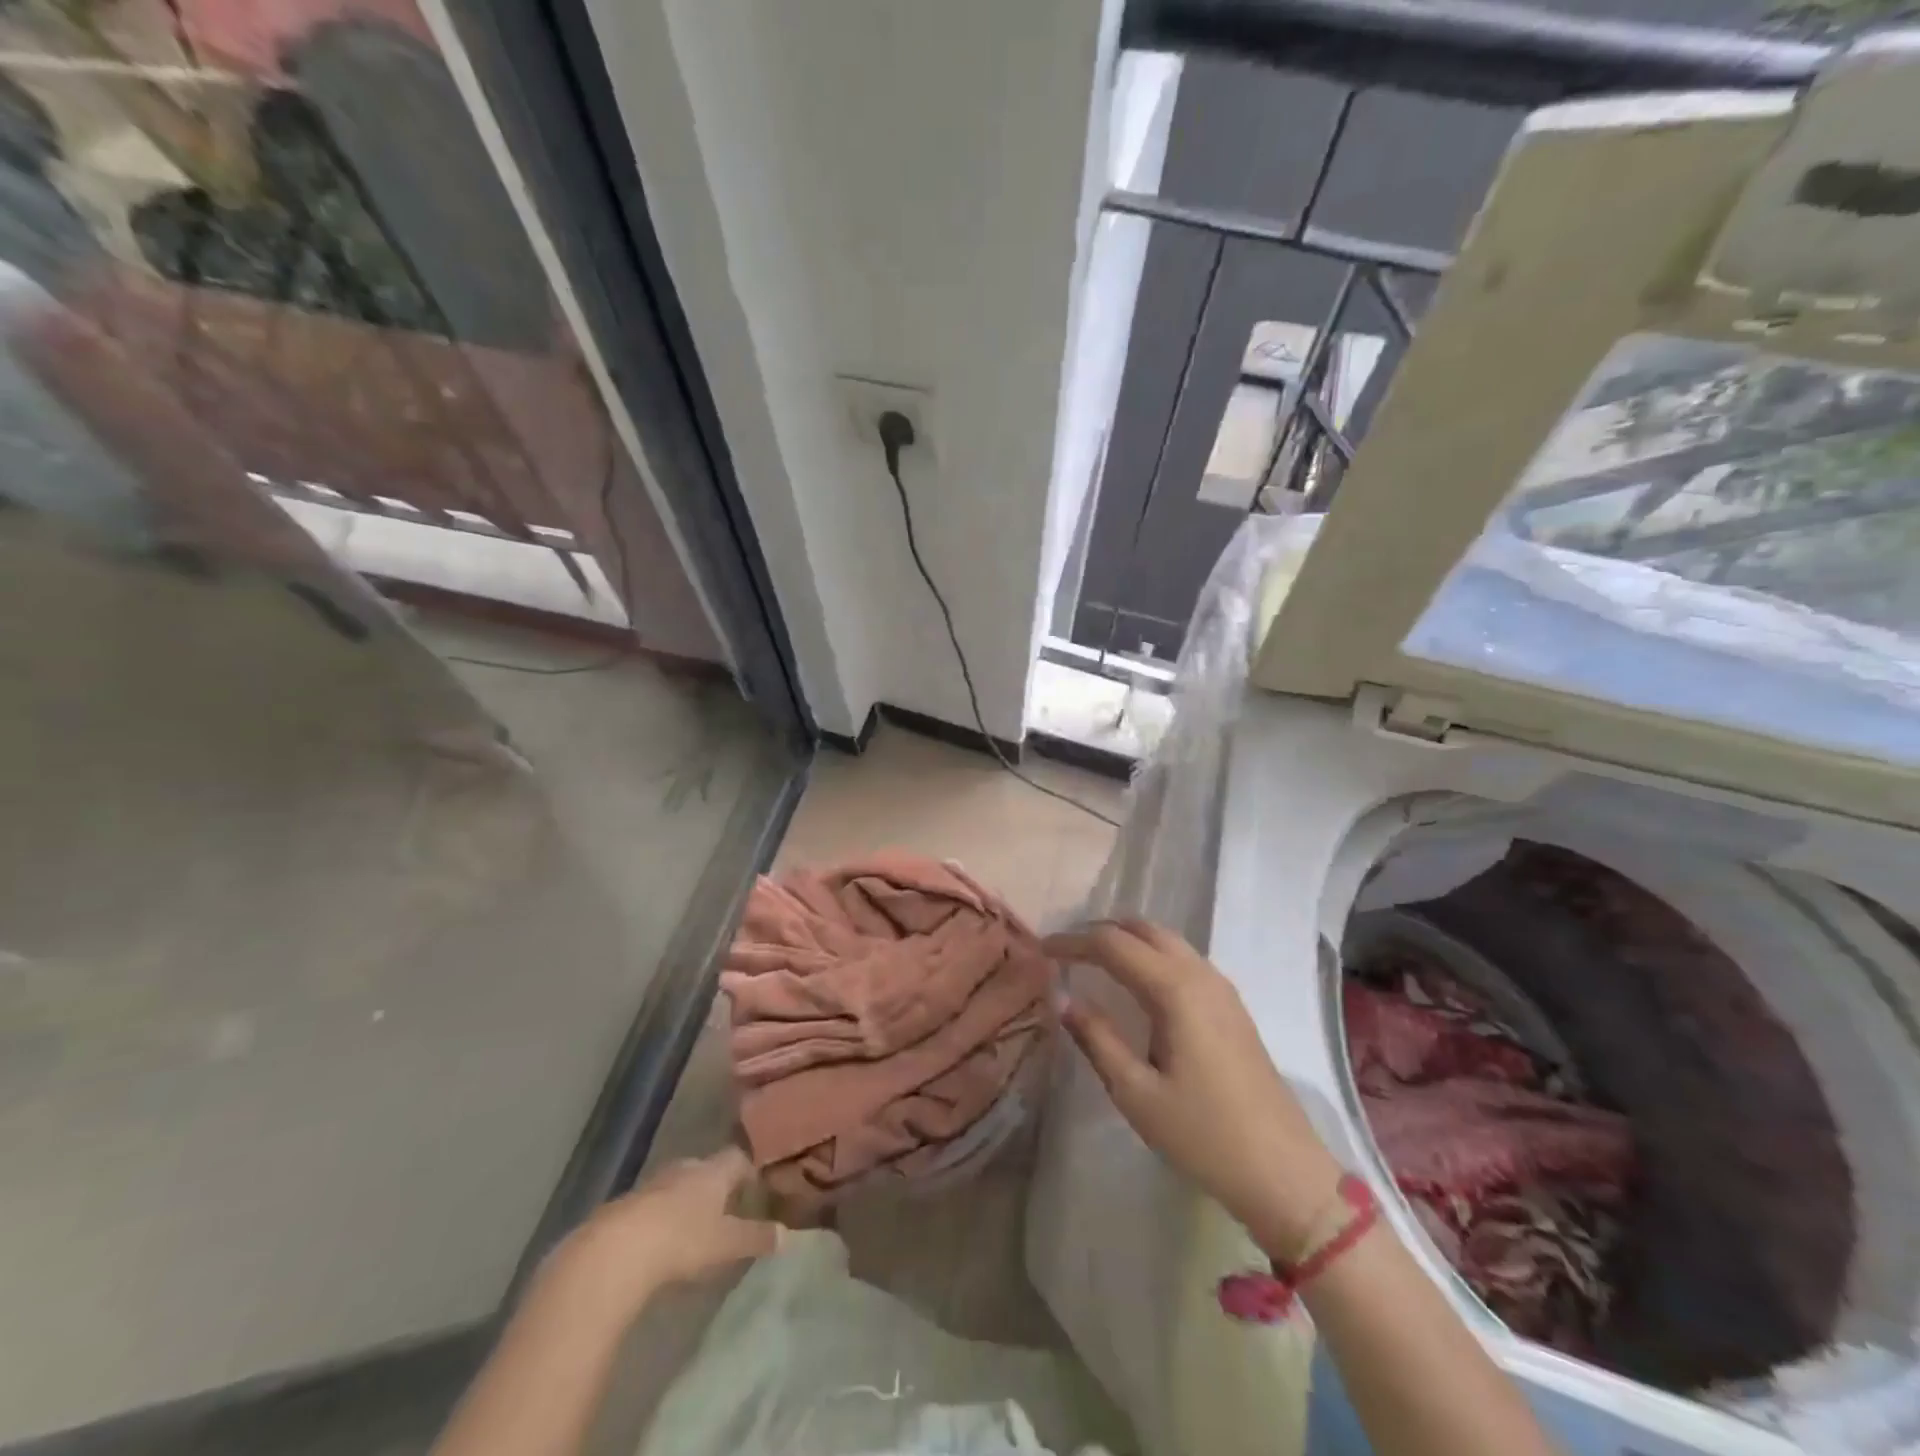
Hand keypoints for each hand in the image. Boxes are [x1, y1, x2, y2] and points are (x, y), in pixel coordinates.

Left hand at [544, 1148, 780, 1324]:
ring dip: (685, 1201)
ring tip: (693, 1226)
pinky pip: (650, 1206)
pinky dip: (659, 1218)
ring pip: (677, 1185)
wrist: (613, 1253)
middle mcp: (685, 1169)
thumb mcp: (726, 1244)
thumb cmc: (682, 1241)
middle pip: (706, 1168)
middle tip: (726, 1208)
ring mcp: (651, 1185)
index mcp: (713, 1171)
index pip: (738, 1158)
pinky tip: (658, 1243)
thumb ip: (756, 1238)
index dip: (748, 1171)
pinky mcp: (623, 1208)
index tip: (755, 1188)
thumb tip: (788, 1235)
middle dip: (716, 1185)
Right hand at [1044, 920, 1343, 1254]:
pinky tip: (1136, 985)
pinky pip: (1183, 959)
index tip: (1042, 950)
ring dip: (1128, 941)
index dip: (1073, 942)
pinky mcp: (1232, 1006)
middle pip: (1142, 929)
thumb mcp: (1136, 1092)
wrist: (1284, 1172)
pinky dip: (1151, 956)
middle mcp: (1200, 974)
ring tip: (1093, 963)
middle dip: (1101, 932)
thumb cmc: (1203, 1135)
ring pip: (1166, 941)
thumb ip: (1096, 1038)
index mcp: (1175, 989)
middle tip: (1066, 952)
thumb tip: (1062, 998)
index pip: (1113, 944)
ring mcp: (1221, 988)